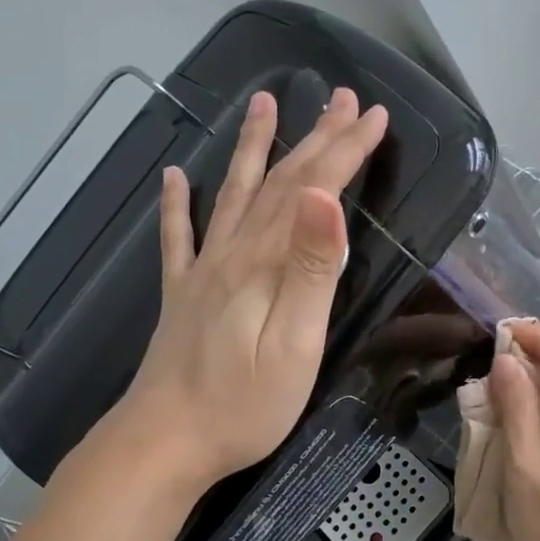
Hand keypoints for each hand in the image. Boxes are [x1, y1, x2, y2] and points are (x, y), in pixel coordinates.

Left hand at [110, 87, 386, 489]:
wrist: (165, 441)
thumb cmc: (244, 405)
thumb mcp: (295, 345)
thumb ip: (311, 271)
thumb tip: (326, 199)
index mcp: (265, 264)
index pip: (312, 192)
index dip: (345, 151)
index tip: (374, 116)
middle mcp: (232, 255)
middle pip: (279, 184)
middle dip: (316, 139)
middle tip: (343, 99)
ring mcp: (201, 273)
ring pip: (234, 196)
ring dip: (252, 149)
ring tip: (263, 104)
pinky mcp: (182, 297)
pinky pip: (177, 238)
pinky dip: (177, 204)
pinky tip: (175, 177)